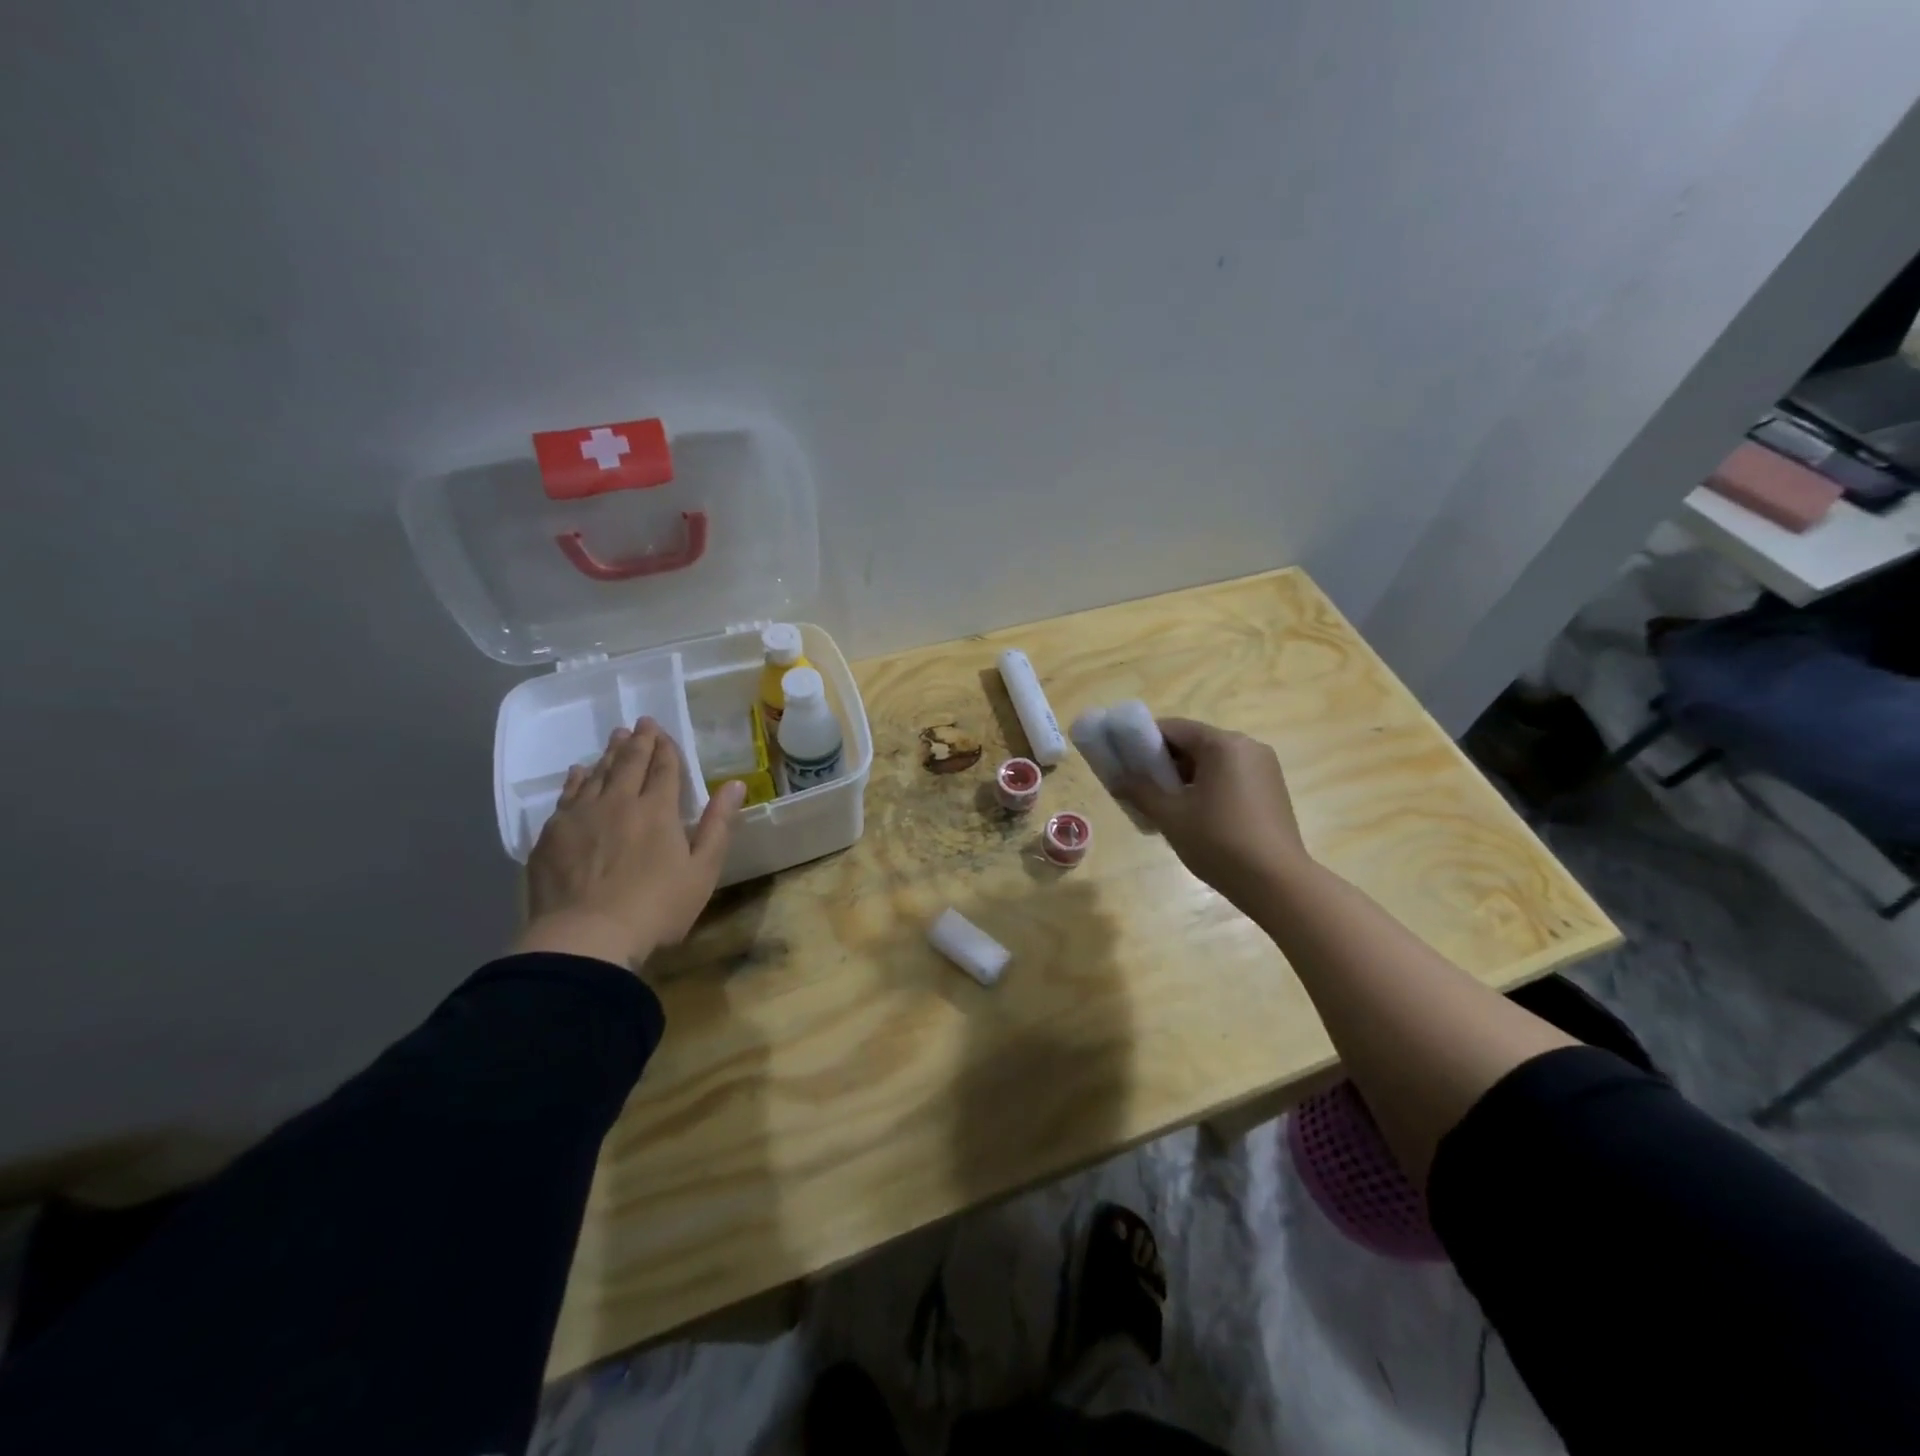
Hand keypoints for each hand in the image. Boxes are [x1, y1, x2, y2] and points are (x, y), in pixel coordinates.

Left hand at [513, 719, 745, 972]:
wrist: (586, 939)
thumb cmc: (656, 908)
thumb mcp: (702, 871)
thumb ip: (718, 825)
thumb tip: (735, 784)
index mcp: (657, 810)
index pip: (664, 769)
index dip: (666, 748)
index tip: (663, 731)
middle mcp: (618, 802)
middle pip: (629, 764)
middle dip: (638, 741)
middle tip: (640, 723)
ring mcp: (581, 816)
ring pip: (597, 774)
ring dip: (609, 754)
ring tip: (615, 739)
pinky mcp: (552, 835)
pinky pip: (567, 795)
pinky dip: (576, 779)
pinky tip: (578, 773)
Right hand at [1121, 718, 1313, 910]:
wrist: (1277, 883)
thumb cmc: (1219, 842)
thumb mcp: (1171, 816)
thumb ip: (1140, 790)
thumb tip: (1116, 779)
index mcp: (1223, 744)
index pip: (1173, 728)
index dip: (1144, 741)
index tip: (1125, 761)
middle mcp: (1247, 746)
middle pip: (1194, 743)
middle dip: (1164, 762)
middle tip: (1141, 787)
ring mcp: (1264, 768)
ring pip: (1212, 762)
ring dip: (1185, 777)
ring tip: (1166, 806)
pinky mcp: (1272, 789)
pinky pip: (1230, 777)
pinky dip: (1207, 787)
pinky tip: (1195, 816)